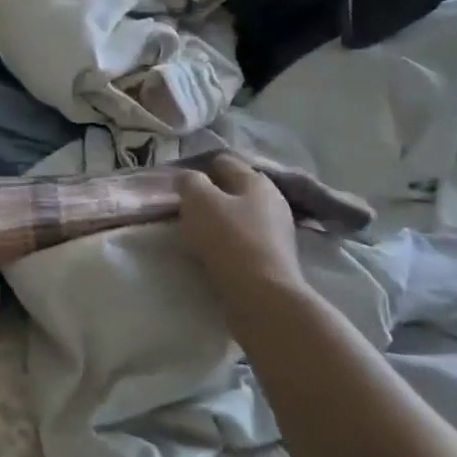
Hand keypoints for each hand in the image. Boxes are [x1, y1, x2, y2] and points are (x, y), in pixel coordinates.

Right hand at [177, 153, 306, 298]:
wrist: (262, 294)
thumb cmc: (229, 238)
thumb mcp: (198, 200)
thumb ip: (189, 181)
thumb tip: (187, 178)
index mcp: (256, 180)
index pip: (224, 161)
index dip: (199, 168)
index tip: (179, 184)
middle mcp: (272, 200)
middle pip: (233, 189)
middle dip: (209, 196)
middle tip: (185, 209)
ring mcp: (277, 230)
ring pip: (238, 215)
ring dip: (218, 220)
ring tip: (195, 233)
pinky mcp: (274, 257)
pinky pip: (243, 239)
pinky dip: (227, 241)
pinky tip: (212, 252)